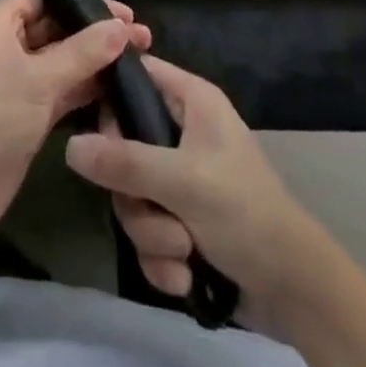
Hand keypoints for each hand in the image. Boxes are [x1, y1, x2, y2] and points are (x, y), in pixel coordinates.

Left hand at [0, 0, 151, 244]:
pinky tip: (120, 86)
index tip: (120, 3)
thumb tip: (122, 27)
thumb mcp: (39, 79)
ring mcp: (17, 78)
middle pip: (56, 25)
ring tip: (141, 55)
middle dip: (95, 28)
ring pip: (62, 58)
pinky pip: (61, 87)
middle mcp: (6, 43)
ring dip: (96, 58)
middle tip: (140, 33)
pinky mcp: (27, 109)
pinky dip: (86, 86)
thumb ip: (84, 52)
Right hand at [65, 56, 322, 313]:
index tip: (96, 129)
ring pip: (132, 197)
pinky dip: (162, 259)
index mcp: (191, 101)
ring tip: (184, 250)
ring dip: (153, 234)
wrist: (295, 292)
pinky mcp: (180, 222)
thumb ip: (125, 163)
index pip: (138, 74)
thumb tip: (69, 146)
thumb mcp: (183, 182)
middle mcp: (181, 132)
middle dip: (136, 196)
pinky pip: (147, 233)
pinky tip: (186, 276)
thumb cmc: (245, 213)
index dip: (112, 95)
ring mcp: (179, 179)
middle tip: (157, 212)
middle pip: (124, 148)